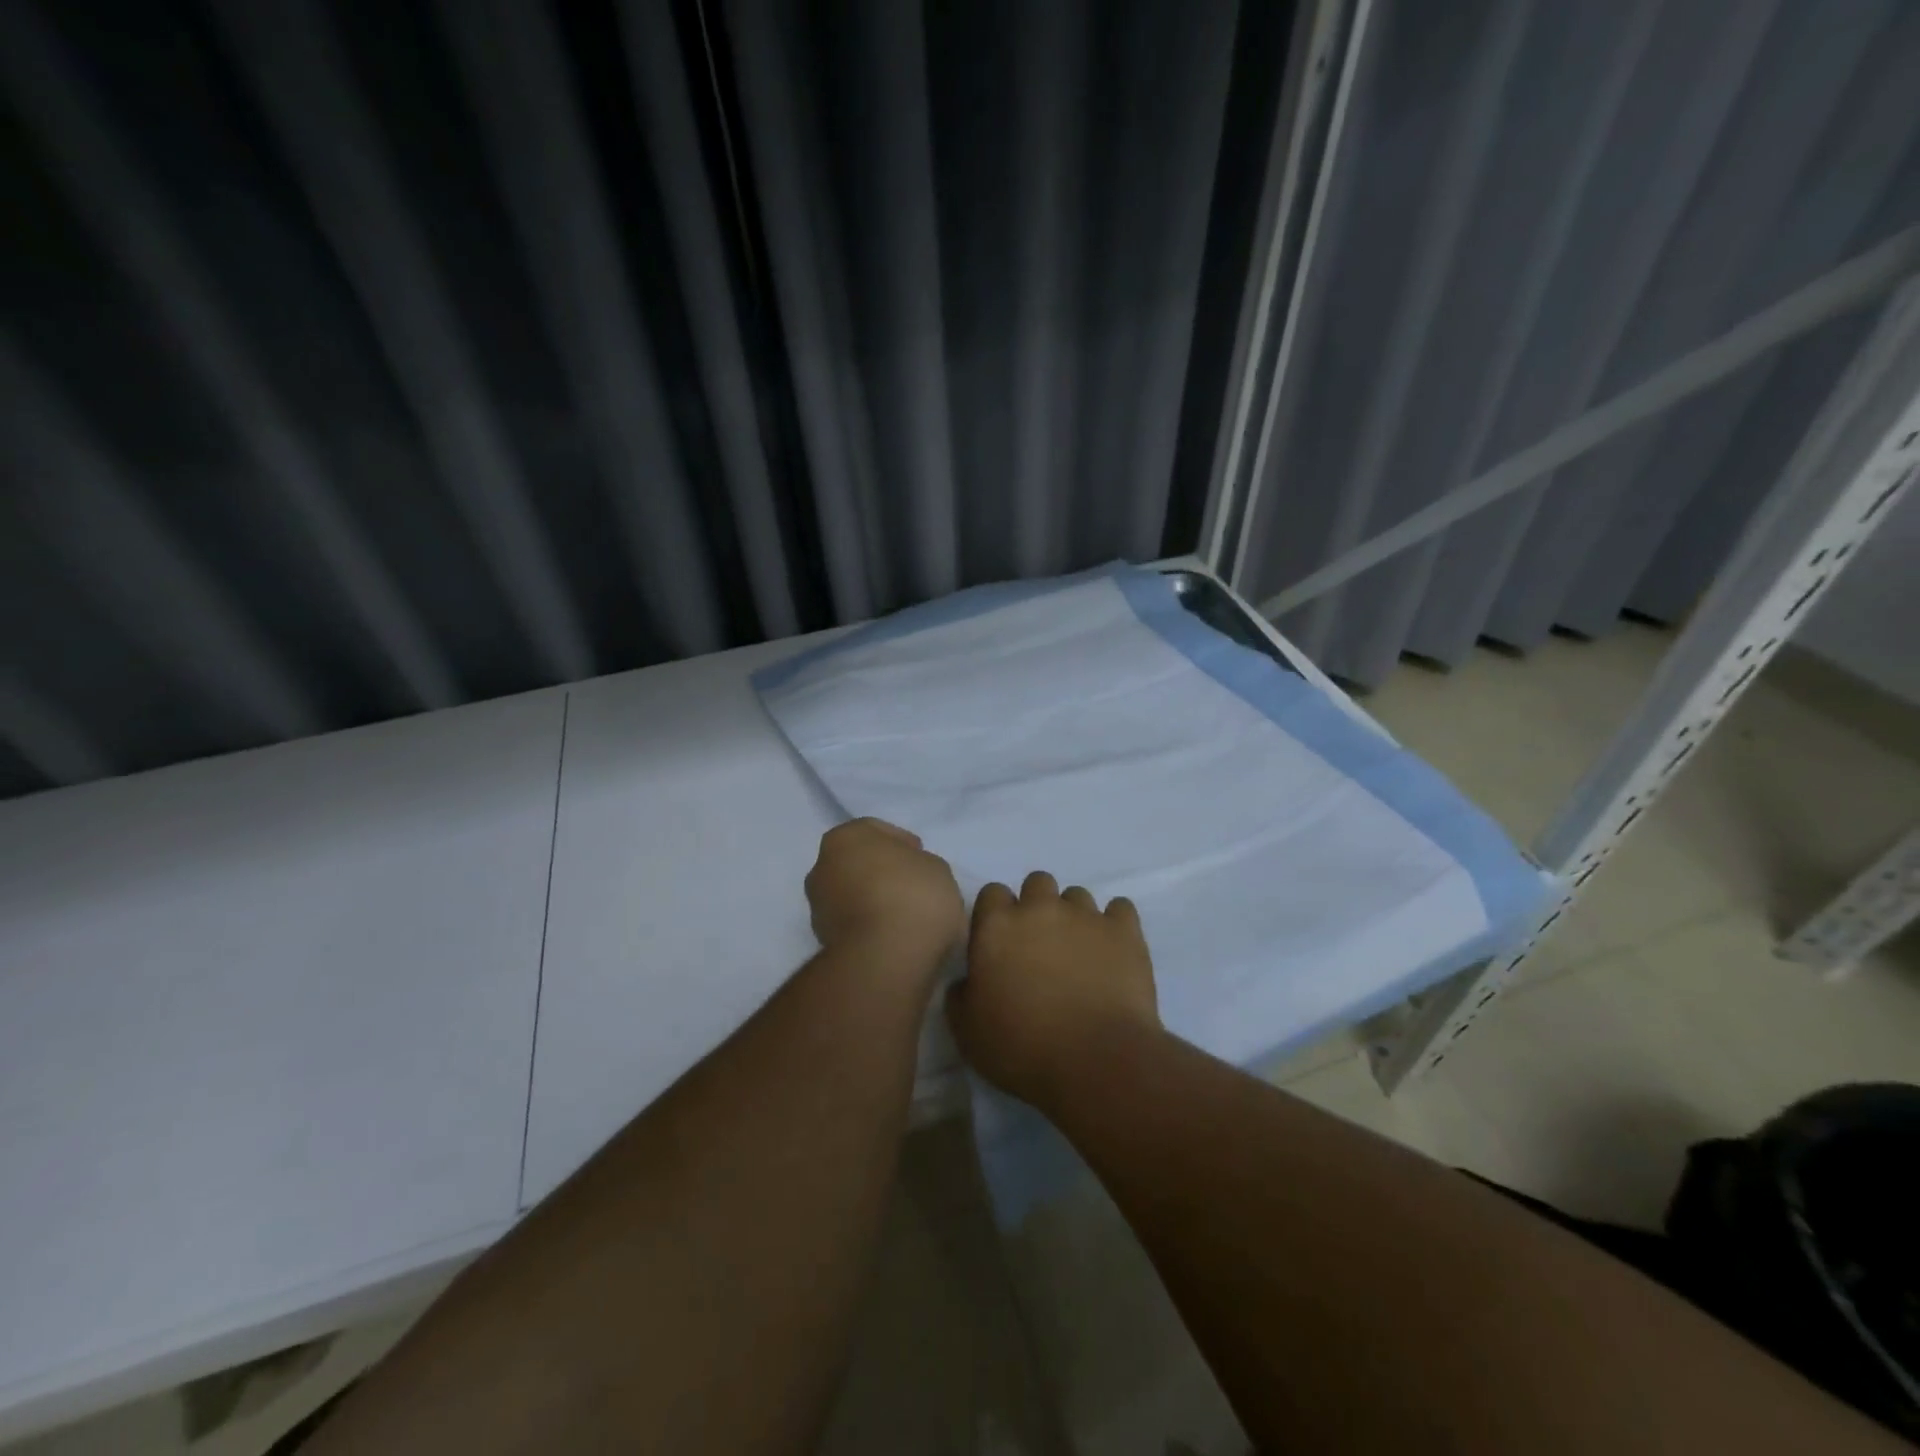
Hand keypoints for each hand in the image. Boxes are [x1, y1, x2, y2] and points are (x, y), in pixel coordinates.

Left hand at [805, 818, 963, 969]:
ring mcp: (818, 906)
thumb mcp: (935, 867)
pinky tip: (894, 933)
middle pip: (857, 862)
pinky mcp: (822, 941)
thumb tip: (908, 876)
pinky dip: (868, 924)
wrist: (887, 957)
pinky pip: (852, 922)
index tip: (921, 857)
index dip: (902, 842)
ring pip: (851, 893)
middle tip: (911, 883)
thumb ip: (917, 864)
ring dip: (872, 899)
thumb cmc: (914, 896)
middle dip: (881, 870)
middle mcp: (822, 867)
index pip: (875, 830)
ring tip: (905, 913)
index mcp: (845, 837)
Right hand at [947, 871, 1159, 1105]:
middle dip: (1037, 905)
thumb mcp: (968, 1032)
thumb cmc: (1022, 1048)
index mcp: (997, 926)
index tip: (1001, 943)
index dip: (996, 915)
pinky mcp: (1124, 931)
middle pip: (1037, 883)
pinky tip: (1112, 948)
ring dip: (1074, 916)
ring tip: (1079, 952)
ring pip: (1077, 895)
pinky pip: (1120, 908)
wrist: (1096, 1060)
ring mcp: (1085, 915)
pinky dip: (1115, 924)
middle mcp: (1040, 908)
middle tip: (1040, 945)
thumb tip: (967, 981)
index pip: (992, 893)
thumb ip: (960, 995)